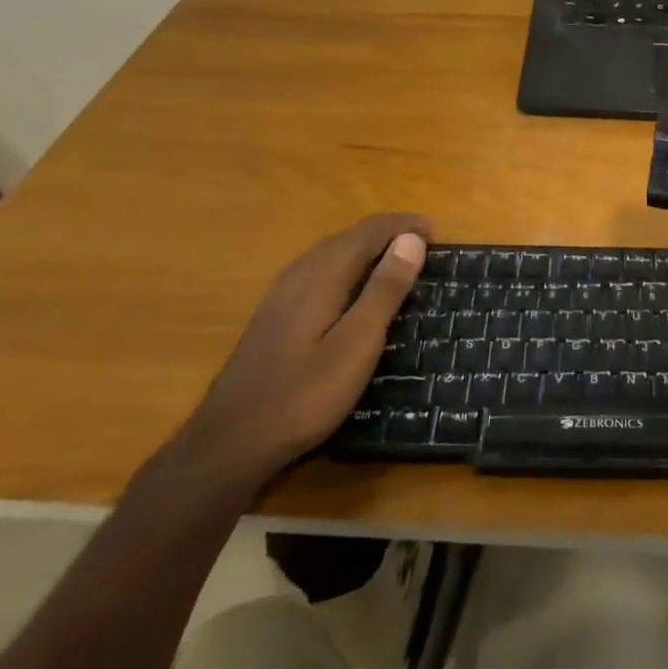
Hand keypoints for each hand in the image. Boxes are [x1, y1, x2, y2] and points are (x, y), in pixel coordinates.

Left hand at [178, 213, 430, 485]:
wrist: (230, 442)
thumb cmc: (304, 395)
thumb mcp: (357, 344)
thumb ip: (384, 290)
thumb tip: (411, 239)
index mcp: (322, 273)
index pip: (369, 230)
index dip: (404, 226)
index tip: (437, 233)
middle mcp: (300, 272)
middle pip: (350, 237)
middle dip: (389, 234)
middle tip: (425, 248)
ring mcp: (282, 293)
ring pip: (333, 253)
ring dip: (369, 249)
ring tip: (400, 264)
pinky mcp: (275, 313)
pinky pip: (321, 271)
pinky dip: (349, 267)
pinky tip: (356, 291)